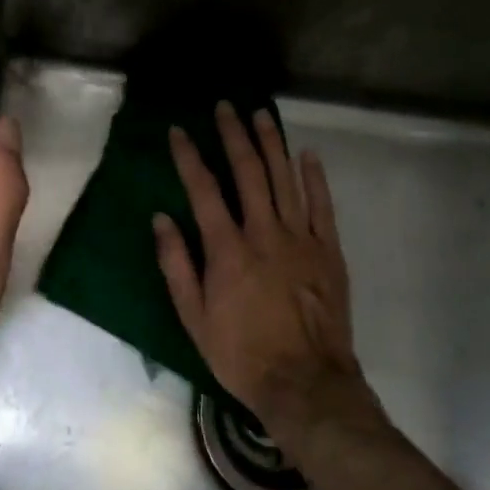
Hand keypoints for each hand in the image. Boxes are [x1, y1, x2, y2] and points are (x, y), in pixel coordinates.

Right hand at [153, 103, 364, 444]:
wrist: (306, 382)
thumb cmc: (241, 354)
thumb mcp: (194, 317)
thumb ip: (176, 265)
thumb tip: (161, 219)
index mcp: (227, 249)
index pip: (204, 189)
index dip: (189, 156)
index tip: (179, 130)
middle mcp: (264, 233)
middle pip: (248, 172)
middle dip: (234, 136)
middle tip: (226, 107)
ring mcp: (300, 239)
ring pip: (285, 179)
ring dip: (272, 144)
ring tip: (261, 114)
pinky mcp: (328, 251)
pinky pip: (321, 205)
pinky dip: (314, 177)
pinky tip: (307, 154)